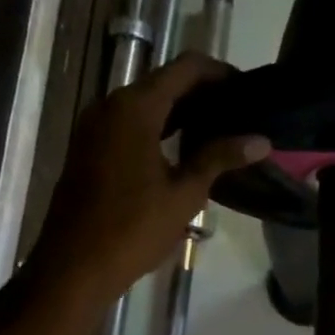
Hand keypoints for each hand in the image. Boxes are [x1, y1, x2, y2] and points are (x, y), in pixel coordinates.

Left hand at [25, 52, 268, 306]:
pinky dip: (159, 127)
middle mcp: (111, 106)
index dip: (220, 73)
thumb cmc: (133, 229)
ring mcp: (94, 126)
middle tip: (240, 113)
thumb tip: (261, 140)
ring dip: (181, 112)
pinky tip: (184, 150)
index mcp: (135, 108)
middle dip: (203, 93)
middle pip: (164, 82)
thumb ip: (220, 157)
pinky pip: (130, 123)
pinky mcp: (88, 147)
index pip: (185, 68)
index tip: (247, 91)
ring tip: (219, 131)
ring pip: (146, 104)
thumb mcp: (184, 193)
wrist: (73, 266)